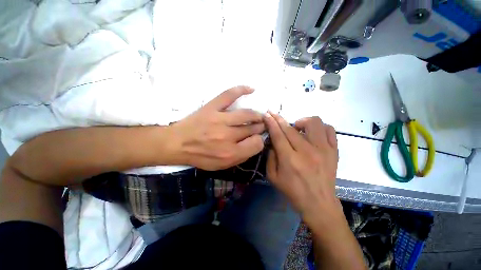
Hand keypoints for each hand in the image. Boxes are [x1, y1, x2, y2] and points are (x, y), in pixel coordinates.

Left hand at [171, 86, 264, 169]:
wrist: (177, 144)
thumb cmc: (200, 156)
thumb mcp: (221, 165)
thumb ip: (241, 157)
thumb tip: (255, 143)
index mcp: (230, 153)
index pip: (256, 144)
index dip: (259, 140)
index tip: (256, 138)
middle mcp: (227, 136)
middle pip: (253, 128)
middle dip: (260, 127)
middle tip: (260, 125)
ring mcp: (219, 119)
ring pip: (246, 114)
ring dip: (256, 114)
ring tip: (258, 115)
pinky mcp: (211, 107)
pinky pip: (229, 95)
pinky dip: (241, 90)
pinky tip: (251, 89)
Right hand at [264, 113, 340, 224]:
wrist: (319, 203)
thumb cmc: (292, 191)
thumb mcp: (272, 176)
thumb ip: (270, 156)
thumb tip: (272, 141)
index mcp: (289, 159)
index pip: (278, 134)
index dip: (271, 122)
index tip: (267, 113)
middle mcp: (307, 151)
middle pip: (291, 128)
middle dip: (279, 118)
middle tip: (274, 115)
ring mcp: (323, 150)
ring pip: (314, 122)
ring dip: (301, 121)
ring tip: (297, 128)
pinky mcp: (334, 151)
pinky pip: (329, 129)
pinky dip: (319, 127)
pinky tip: (312, 134)